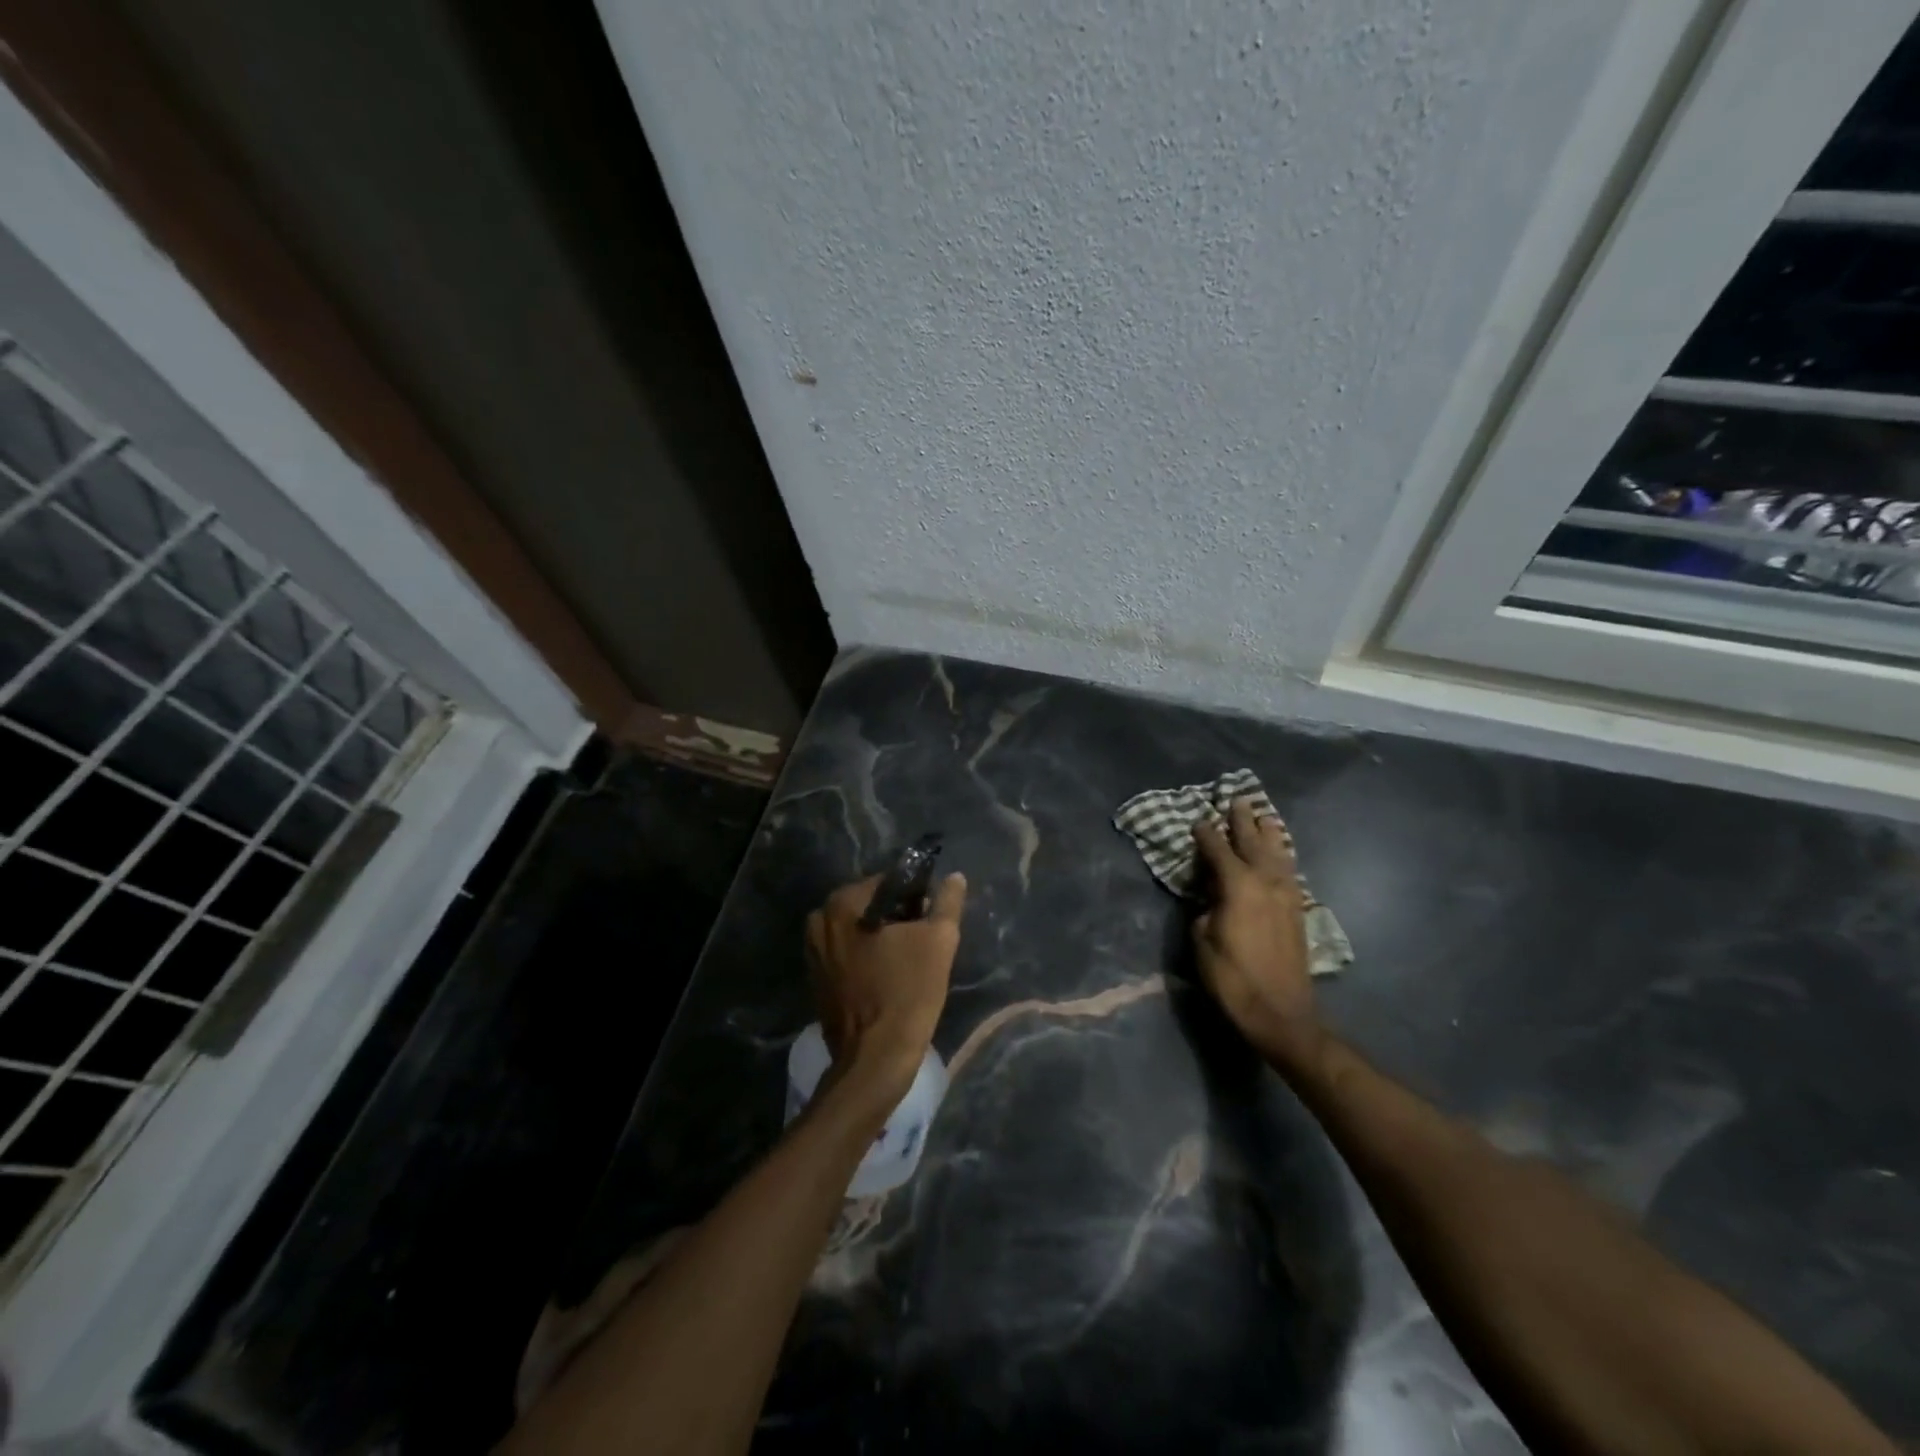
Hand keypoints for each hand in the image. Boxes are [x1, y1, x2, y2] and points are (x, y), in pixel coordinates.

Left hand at [805, 872, 966, 1096]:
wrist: (875, 1058)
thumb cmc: (908, 993)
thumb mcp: (939, 941)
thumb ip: (947, 902)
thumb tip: (955, 877)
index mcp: (842, 903)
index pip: (889, 883)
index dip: (916, 897)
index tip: (932, 920)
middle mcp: (819, 920)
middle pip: (870, 906)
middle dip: (898, 918)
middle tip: (924, 941)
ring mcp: (812, 951)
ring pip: (858, 930)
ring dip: (882, 938)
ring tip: (908, 961)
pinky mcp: (815, 978)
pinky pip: (847, 953)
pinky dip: (867, 957)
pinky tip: (888, 976)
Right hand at [1191, 797, 1321, 1069]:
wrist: (1281, 1012)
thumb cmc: (1233, 978)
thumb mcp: (1202, 941)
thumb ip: (1205, 909)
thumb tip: (1212, 898)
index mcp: (1238, 885)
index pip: (1218, 849)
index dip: (1205, 834)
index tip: (1197, 820)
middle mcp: (1265, 881)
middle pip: (1253, 841)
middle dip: (1243, 821)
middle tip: (1236, 799)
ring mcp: (1286, 895)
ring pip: (1278, 853)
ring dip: (1268, 833)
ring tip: (1263, 815)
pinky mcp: (1297, 910)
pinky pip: (1289, 871)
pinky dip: (1282, 855)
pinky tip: (1280, 853)